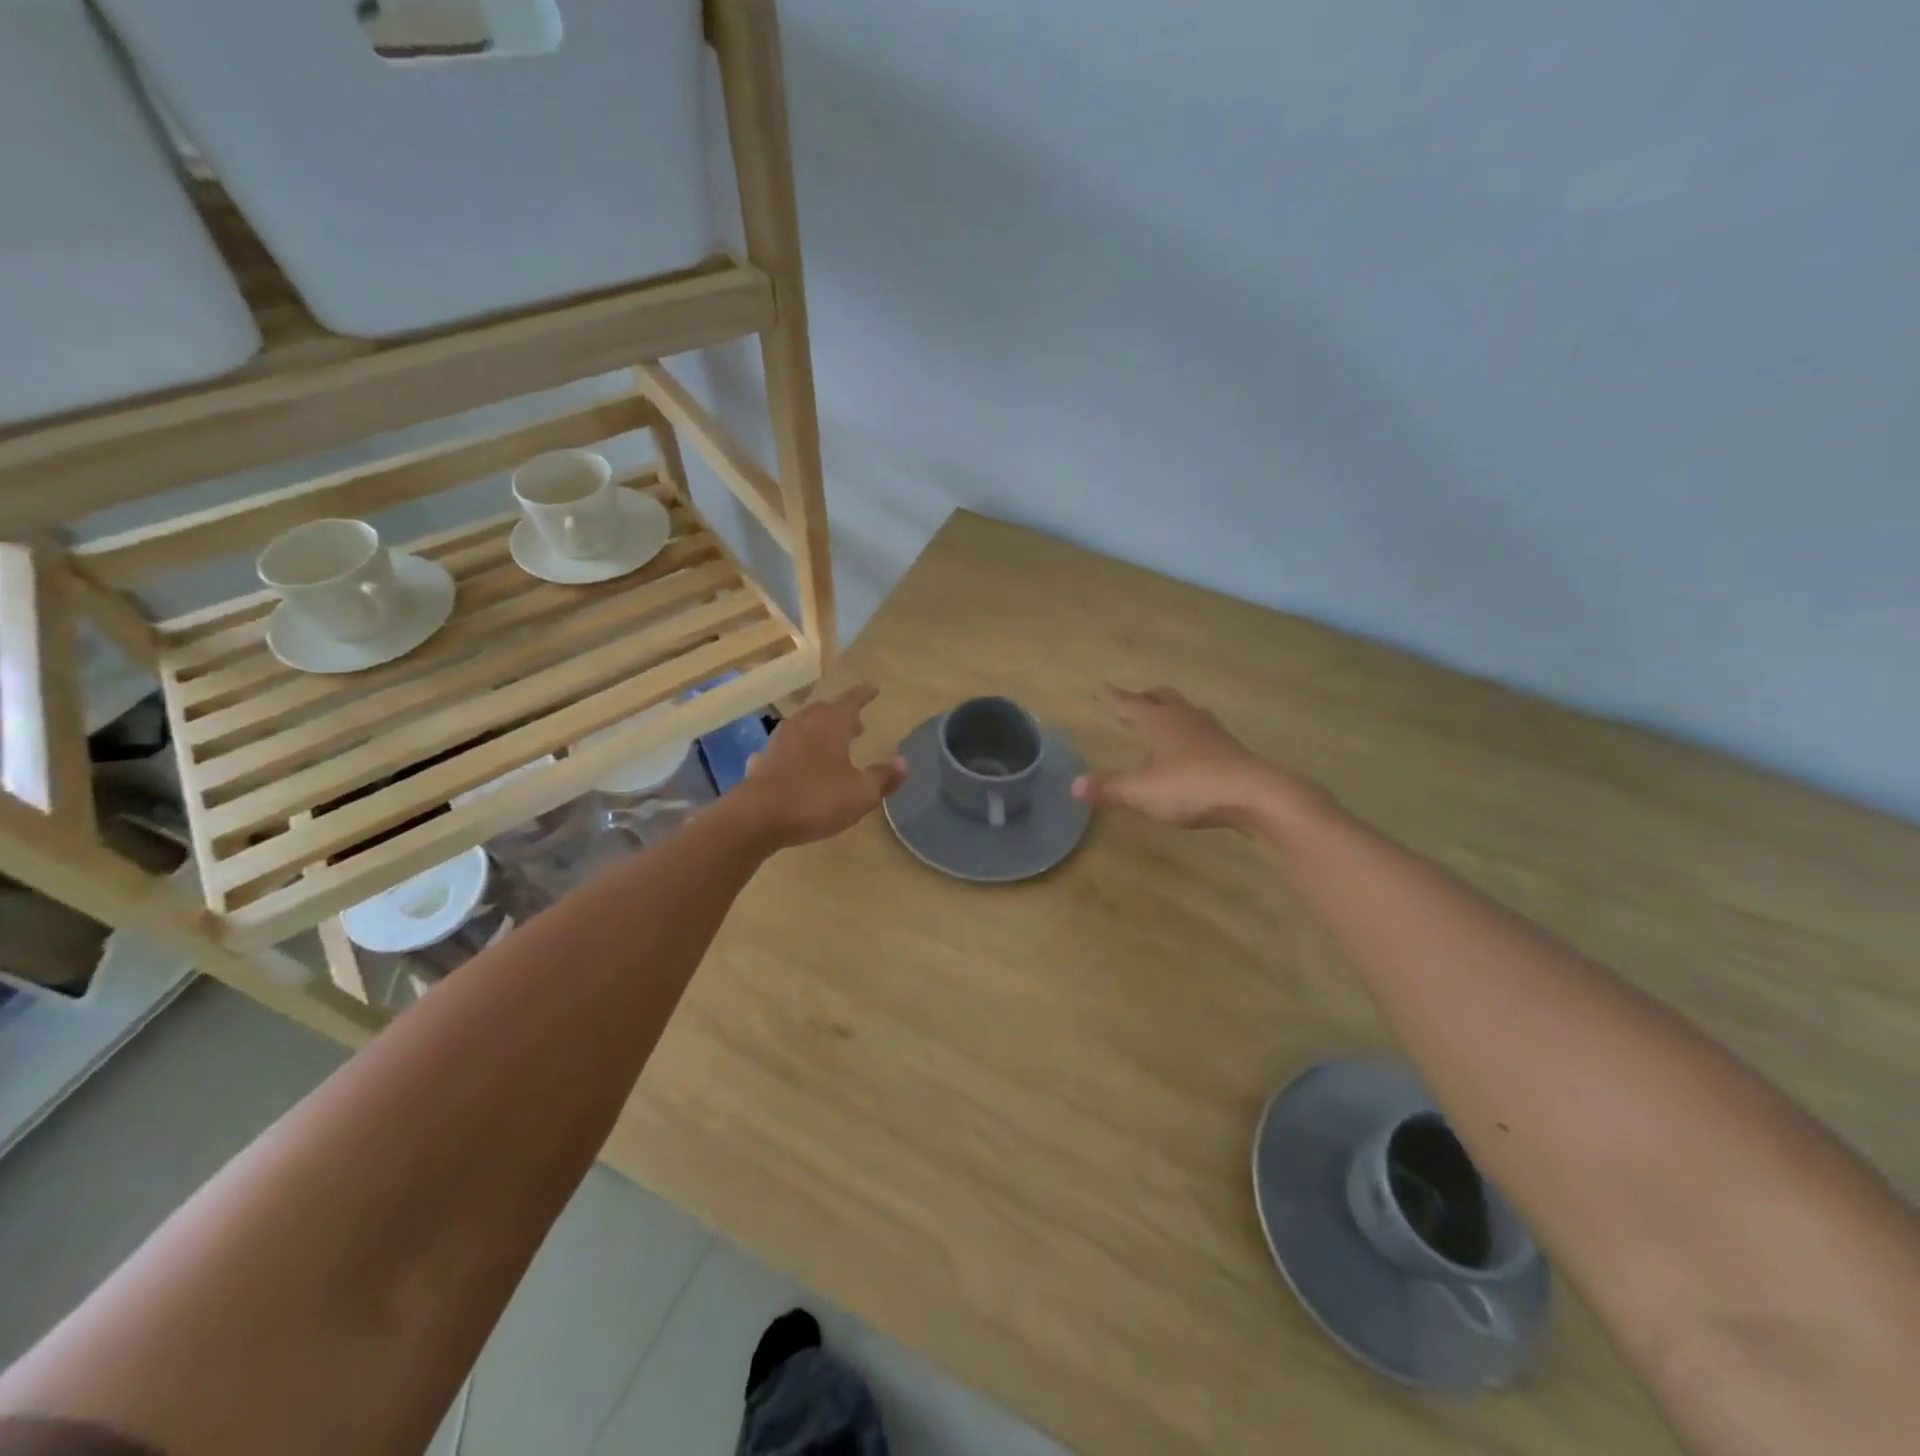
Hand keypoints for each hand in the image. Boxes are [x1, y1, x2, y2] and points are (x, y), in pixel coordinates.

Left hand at [739, 685, 906, 848]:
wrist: (757, 817)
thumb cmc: (816, 799)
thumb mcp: (860, 793)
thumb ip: (882, 777)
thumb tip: (903, 762)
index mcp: (830, 724)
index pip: (851, 701)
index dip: (864, 694)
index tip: (873, 687)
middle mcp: (803, 724)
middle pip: (824, 711)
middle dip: (842, 715)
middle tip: (857, 725)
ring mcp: (779, 741)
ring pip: (803, 728)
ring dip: (819, 732)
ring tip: (831, 746)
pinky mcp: (762, 760)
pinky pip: (785, 750)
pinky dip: (797, 753)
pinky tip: (798, 766)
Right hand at [1073, 686, 1311, 829]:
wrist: (1256, 794)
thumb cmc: (1191, 786)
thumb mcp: (1142, 792)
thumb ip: (1109, 788)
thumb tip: (1074, 785)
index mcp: (1159, 721)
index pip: (1131, 703)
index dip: (1116, 697)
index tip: (1105, 688)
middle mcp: (1184, 718)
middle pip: (1162, 697)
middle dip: (1146, 698)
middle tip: (1134, 702)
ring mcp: (1211, 731)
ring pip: (1186, 711)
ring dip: (1170, 712)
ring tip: (1162, 721)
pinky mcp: (1230, 748)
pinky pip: (1202, 731)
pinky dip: (1189, 733)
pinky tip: (1190, 750)